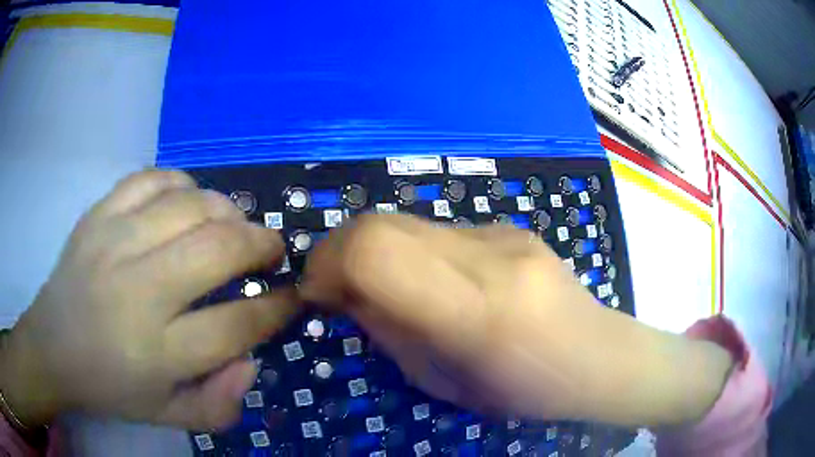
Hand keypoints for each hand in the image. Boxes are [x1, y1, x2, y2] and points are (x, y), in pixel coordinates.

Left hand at [0, 170, 296, 430]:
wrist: (52, 347)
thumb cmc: (110, 387)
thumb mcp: (168, 417)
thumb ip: (219, 405)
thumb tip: (251, 360)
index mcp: (157, 352)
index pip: (236, 324)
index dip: (276, 308)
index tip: (291, 296)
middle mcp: (137, 291)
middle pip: (218, 249)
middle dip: (261, 245)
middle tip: (271, 252)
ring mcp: (113, 241)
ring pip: (190, 204)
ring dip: (228, 211)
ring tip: (234, 225)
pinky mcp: (98, 214)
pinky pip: (151, 179)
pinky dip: (182, 184)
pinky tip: (187, 202)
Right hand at [301, 215, 733, 426]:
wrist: (599, 356)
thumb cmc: (526, 391)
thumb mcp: (445, 384)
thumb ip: (391, 333)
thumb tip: (347, 294)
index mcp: (475, 312)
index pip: (374, 252)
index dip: (328, 264)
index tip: (317, 293)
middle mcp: (489, 257)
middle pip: (381, 223)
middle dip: (339, 251)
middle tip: (337, 288)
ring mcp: (504, 233)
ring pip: (405, 221)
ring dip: (375, 250)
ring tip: (386, 289)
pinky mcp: (511, 226)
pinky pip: (438, 229)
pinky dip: (411, 250)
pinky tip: (432, 281)